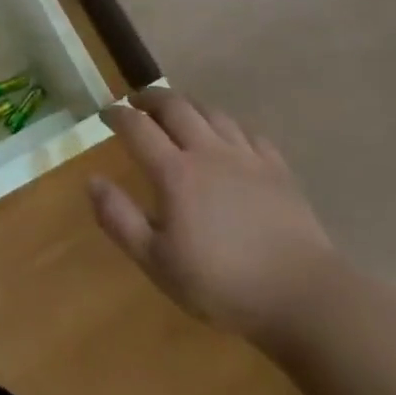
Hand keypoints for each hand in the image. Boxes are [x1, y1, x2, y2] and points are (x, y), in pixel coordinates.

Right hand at [89, 88, 338, 343]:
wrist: (303, 296)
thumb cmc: (221, 283)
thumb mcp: (157, 261)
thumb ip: (119, 219)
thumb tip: (92, 181)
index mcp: (176, 172)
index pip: (137, 127)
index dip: (117, 114)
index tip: (104, 112)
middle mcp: (209, 152)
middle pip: (175, 106)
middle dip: (150, 98)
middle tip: (136, 101)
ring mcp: (247, 157)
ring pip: (212, 112)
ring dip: (187, 104)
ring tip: (176, 109)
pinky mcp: (277, 169)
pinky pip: (248, 132)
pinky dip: (227, 125)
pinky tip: (226, 135)